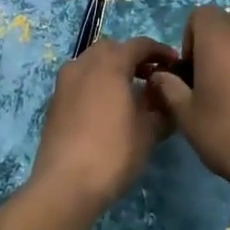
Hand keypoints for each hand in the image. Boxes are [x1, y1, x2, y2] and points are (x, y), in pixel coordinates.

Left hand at [29, 35, 177, 210]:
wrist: (65, 184)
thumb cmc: (114, 152)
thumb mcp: (149, 131)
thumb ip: (160, 107)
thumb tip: (166, 98)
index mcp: (109, 64)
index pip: (139, 45)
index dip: (160, 52)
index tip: (175, 65)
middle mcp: (83, 65)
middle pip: (112, 49)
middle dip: (132, 57)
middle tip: (152, 76)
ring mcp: (64, 83)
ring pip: (92, 63)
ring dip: (112, 70)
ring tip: (131, 92)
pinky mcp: (55, 102)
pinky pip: (80, 81)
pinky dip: (96, 84)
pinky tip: (108, 108)